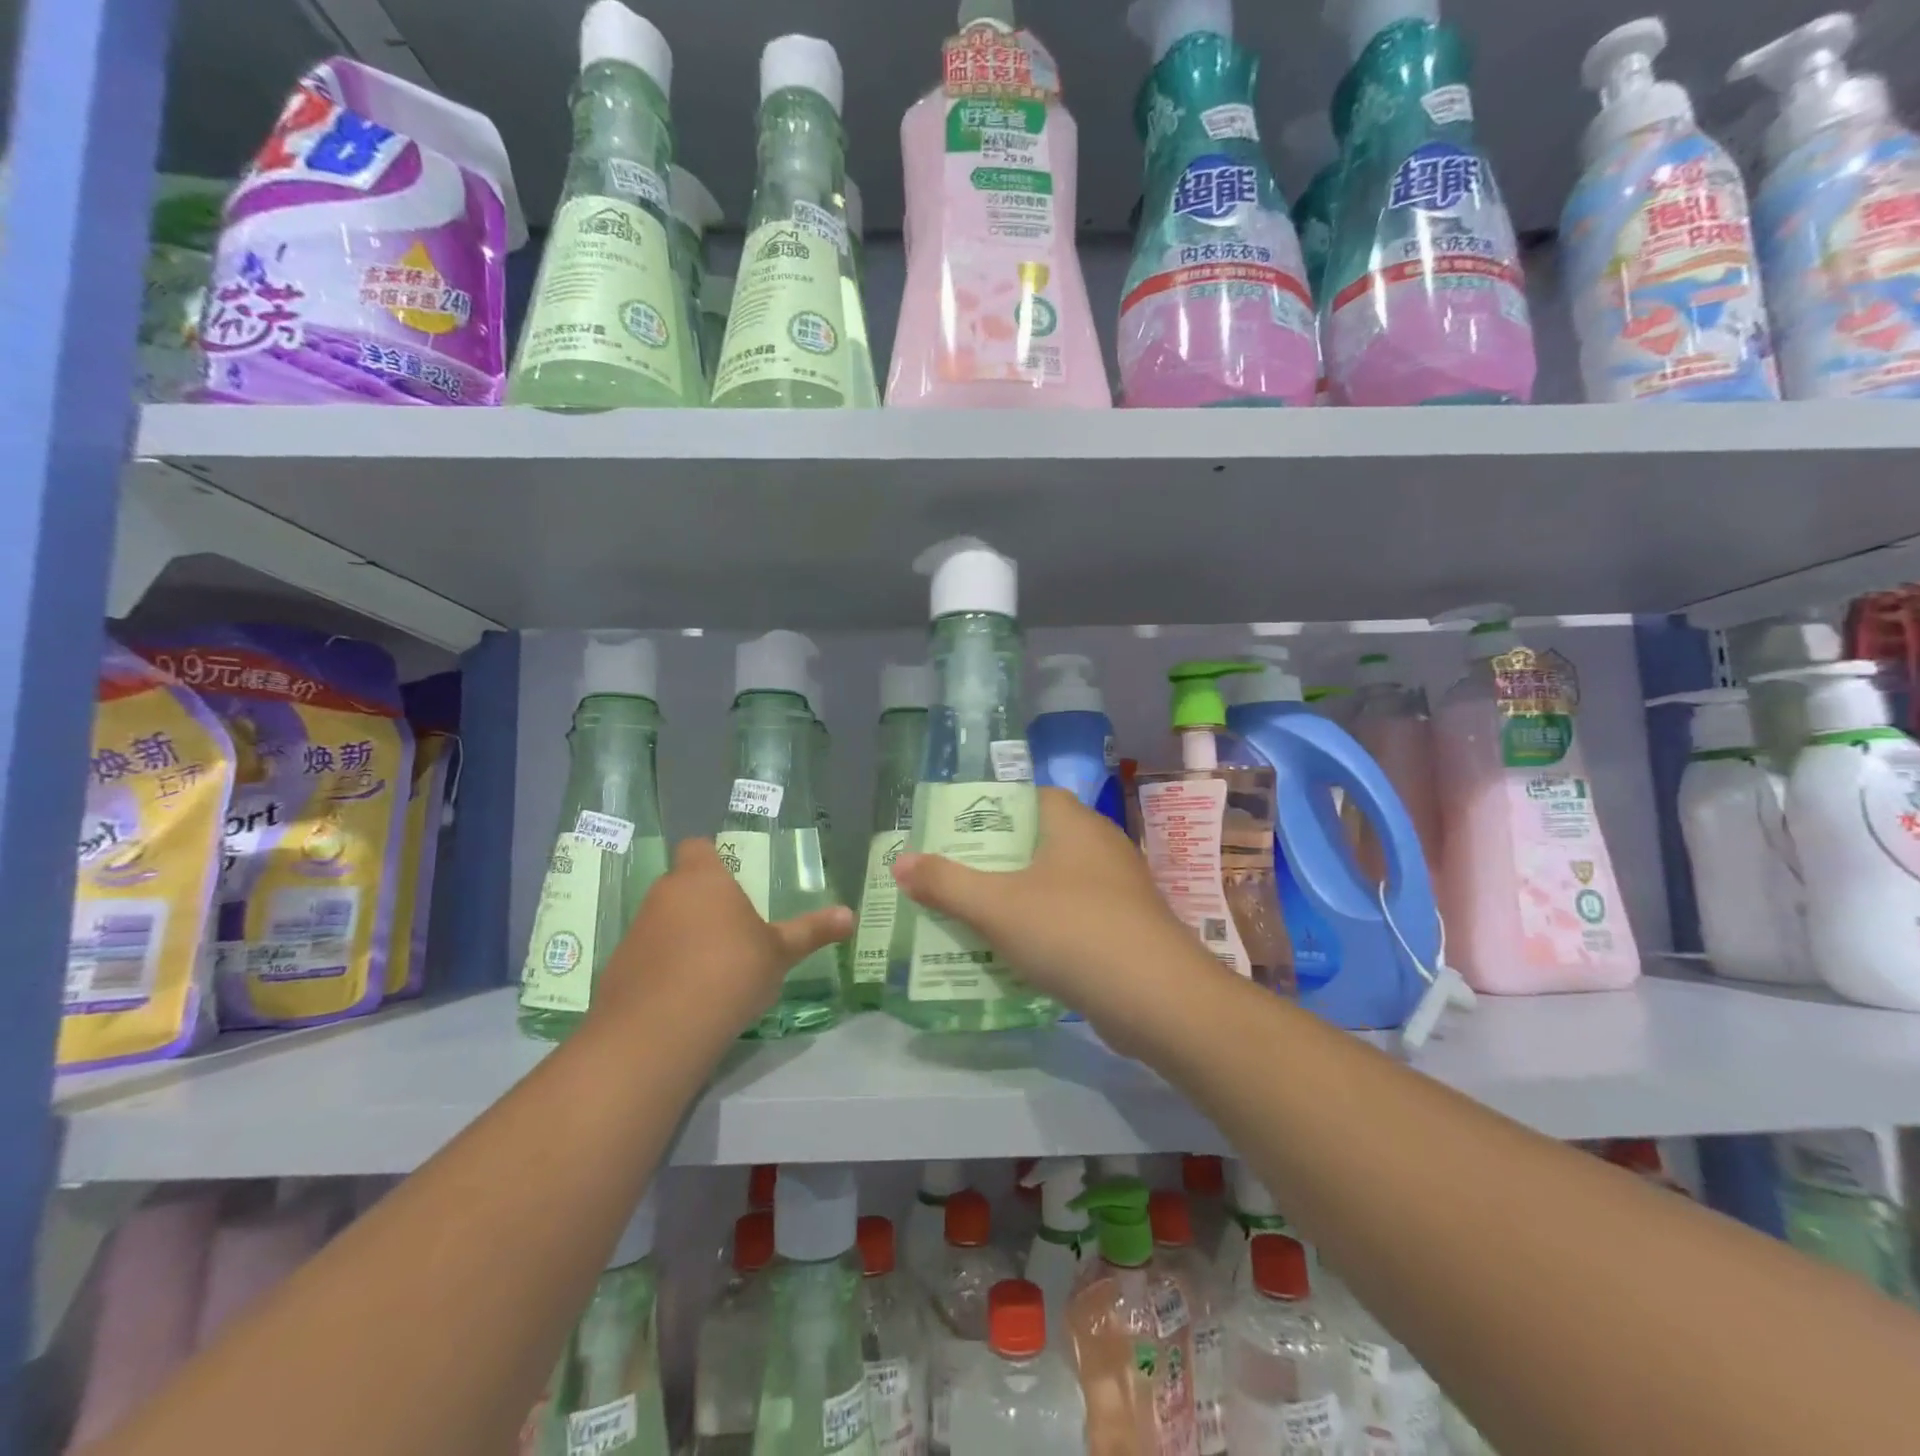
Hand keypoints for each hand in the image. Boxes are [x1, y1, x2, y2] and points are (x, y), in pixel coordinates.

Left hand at [591, 838, 852, 1038]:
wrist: (660, 1030)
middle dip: (703, 902)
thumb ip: (811, 932)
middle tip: (733, 929)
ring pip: (663, 922)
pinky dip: (663, 968)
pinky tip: (686, 997)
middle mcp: (664, 895)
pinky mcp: (618, 969)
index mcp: (702, 879)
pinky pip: (648, 957)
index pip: (697, 847)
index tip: (731, 879)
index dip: (711, 858)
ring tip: (713, 968)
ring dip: (682, 936)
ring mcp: (636, 932)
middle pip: (681, 886)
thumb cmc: (729, 971)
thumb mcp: (779, 953)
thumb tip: (850, 915)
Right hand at [891, 788, 1223, 1055]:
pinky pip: (1076, 917)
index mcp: (1074, 823)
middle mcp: (1101, 846)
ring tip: (976, 918)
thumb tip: (900, 862)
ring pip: (1057, 883)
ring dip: (1020, 899)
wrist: (1158, 1000)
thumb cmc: (1072, 932)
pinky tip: (1020, 955)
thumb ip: (945, 883)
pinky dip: (1047, 929)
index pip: (1031, 796)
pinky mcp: (1128, 928)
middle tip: (955, 880)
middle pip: (1039, 841)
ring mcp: (1120, 889)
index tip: (958, 835)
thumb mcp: (996, 907)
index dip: (993, 810)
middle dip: (997, 861)